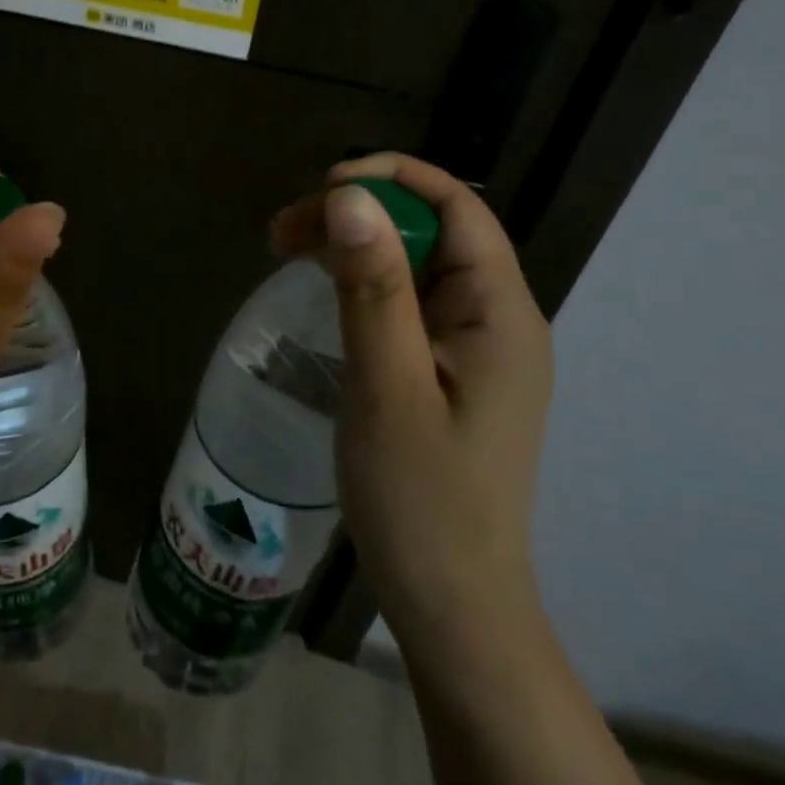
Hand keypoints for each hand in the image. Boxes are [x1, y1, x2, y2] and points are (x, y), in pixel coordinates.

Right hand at [272, 153, 553, 646]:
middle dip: (360, 214)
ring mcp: (476, 347)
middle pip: (433, 231)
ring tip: (287, 250)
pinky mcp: (451, 370)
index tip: (321, 188)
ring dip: (355, 246)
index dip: (392, 180)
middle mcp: (499, 318)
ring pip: (416, 264)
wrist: (451, 604)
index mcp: (501, 313)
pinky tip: (324, 290)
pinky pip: (410, 301)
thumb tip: (349, 196)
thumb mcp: (386, 387)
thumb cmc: (420, 501)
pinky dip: (364, 282)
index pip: (458, 207)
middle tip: (282, 233)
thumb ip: (373, 288)